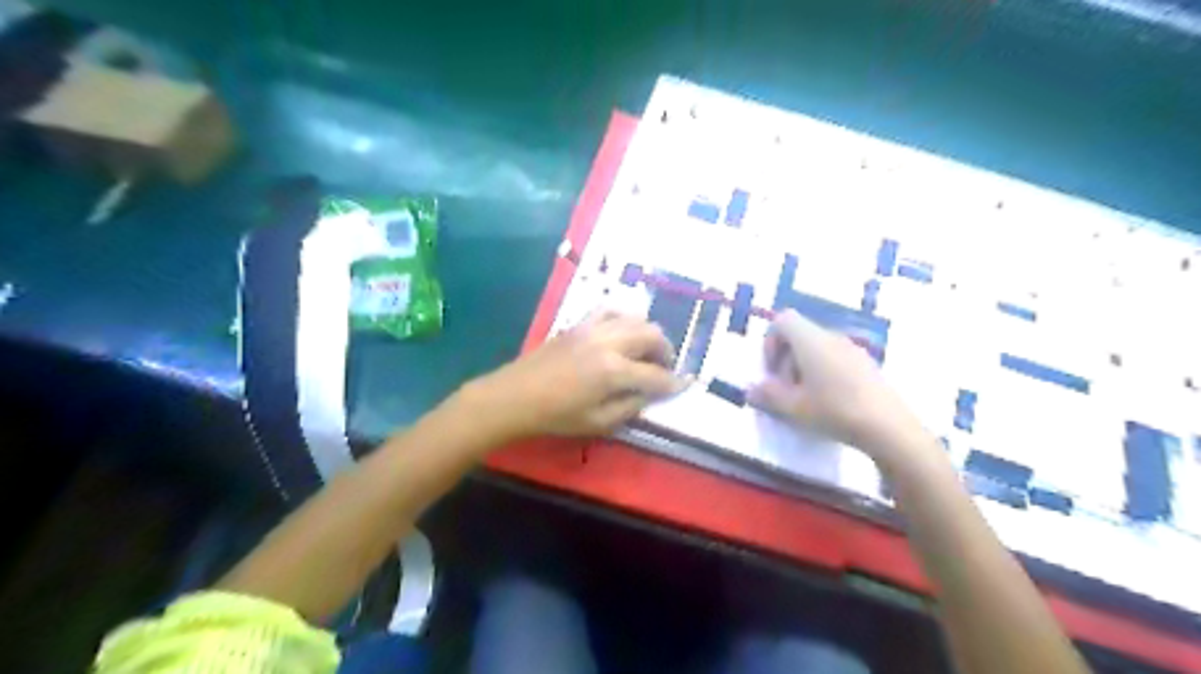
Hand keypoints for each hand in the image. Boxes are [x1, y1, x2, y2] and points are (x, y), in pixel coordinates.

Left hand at [458, 310, 683, 438]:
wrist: (515, 396)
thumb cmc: (555, 416)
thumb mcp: (597, 422)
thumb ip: (630, 406)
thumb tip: (651, 394)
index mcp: (613, 371)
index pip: (655, 375)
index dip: (673, 382)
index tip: (685, 385)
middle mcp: (608, 342)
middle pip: (651, 335)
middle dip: (666, 351)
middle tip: (665, 367)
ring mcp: (592, 328)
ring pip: (635, 318)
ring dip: (648, 333)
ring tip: (647, 351)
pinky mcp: (579, 323)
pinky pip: (610, 310)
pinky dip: (624, 318)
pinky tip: (623, 331)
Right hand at [748, 309, 926, 457]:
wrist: (888, 427)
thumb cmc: (833, 411)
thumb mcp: (793, 408)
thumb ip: (767, 395)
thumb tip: (749, 389)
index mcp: (810, 340)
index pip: (783, 320)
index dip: (770, 341)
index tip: (772, 370)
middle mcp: (831, 337)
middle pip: (800, 334)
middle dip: (786, 359)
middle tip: (785, 389)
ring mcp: (853, 349)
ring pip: (818, 347)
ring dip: (804, 367)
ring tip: (806, 398)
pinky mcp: (867, 364)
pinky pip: (836, 358)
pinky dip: (824, 372)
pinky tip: (830, 401)